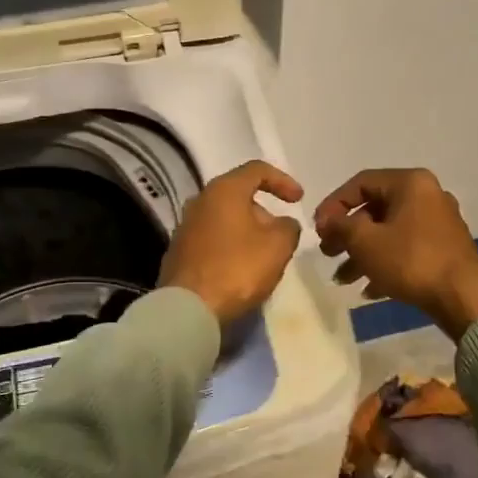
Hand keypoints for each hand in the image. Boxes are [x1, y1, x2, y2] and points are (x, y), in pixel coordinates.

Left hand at [160, 161, 304, 324]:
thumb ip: (288, 227)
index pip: (257, 170)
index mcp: (224, 190)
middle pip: (238, 195)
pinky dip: (229, 246)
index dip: (283, 181)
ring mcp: (185, 226)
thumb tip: (283, 224)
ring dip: (246, 231)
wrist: (189, 307)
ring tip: (263, 255)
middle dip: (264, 212)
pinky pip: (212, 239)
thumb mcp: (278, 246)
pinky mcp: (178, 251)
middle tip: (280, 235)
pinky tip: (240, 268)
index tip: (299, 200)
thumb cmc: (237, 268)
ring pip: (224, 219)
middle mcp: (200, 200)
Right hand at [314, 168, 477, 340]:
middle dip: (347, 234)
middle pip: (375, 209)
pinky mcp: (445, 248)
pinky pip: (407, 248)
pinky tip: (370, 290)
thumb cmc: (411, 261)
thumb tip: (327, 219)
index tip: (317, 229)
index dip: (333, 204)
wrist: (464, 297)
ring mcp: (439, 222)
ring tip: (343, 278)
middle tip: (328, 253)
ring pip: (390, 232)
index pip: (360, 182)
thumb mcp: (366, 242)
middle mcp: (428, 195)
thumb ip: (340, 226)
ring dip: (363, 254)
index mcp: (410, 183)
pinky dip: (386, 263)